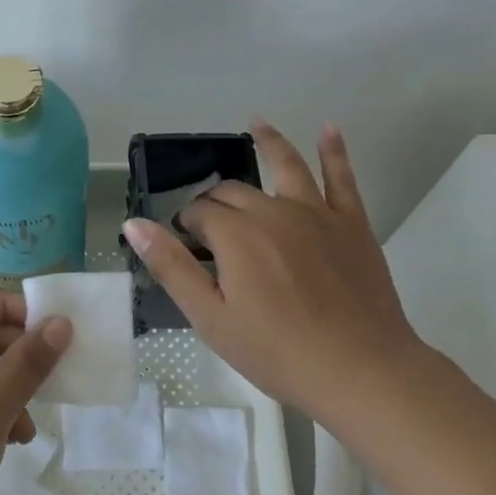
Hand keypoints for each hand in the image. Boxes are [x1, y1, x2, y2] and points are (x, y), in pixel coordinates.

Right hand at [122, 120, 417, 412]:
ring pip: (286, 165)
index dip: (187, 226)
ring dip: (270, 141)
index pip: (199, 214)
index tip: (187, 246)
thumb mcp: (210, 318)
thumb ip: (171, 267)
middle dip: (216, 200)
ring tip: (257, 123)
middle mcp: (272, 211)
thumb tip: (134, 225)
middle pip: (234, 191)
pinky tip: (329, 129)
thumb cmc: (278, 352)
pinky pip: (342, 178)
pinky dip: (334, 151)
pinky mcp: (351, 223)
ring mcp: (316, 213)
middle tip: (210, 223)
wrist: (361, 371)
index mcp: (236, 235)